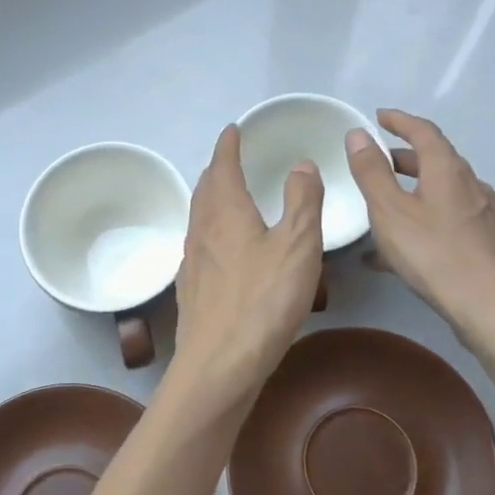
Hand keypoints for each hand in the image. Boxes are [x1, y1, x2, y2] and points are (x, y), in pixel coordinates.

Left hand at [171, 125, 324, 405]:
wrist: (219, 364)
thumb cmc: (263, 301)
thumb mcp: (297, 246)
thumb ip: (302, 201)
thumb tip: (301, 163)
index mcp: (226, 212)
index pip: (222, 166)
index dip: (227, 146)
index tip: (232, 130)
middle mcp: (202, 229)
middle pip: (205, 189)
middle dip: (217, 169)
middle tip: (229, 159)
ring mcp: (192, 261)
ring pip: (199, 216)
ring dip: (211, 198)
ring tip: (225, 195)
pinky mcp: (191, 289)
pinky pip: (199, 244)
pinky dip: (210, 230)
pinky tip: (220, 248)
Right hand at [345, 109, 494, 354]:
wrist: (494, 309)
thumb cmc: (436, 254)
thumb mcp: (390, 211)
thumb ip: (371, 172)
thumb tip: (359, 135)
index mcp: (447, 170)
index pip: (424, 131)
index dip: (400, 120)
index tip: (379, 116)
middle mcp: (469, 185)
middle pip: (434, 161)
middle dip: (402, 158)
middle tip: (375, 161)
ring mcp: (481, 215)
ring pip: (439, 193)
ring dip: (409, 193)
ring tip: (380, 210)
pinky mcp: (485, 243)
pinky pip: (444, 221)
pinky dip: (419, 222)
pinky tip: (397, 254)